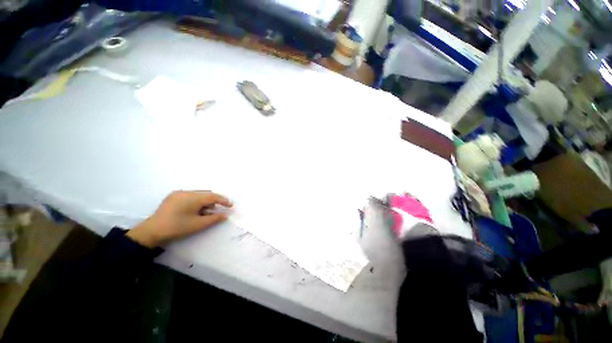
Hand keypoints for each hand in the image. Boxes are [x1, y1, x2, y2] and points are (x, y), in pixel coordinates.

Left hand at [127, 191, 232, 247]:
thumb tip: (225, 215)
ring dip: (205, 202)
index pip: (213, 196)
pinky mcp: (173, 197)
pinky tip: (195, 210)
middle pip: (206, 194)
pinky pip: (190, 196)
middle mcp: (186, 192)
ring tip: (206, 212)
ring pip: (198, 195)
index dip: (223, 200)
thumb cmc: (177, 228)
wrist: (151, 232)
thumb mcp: (198, 225)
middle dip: (214, 201)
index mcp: (192, 197)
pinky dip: (196, 202)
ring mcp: (178, 193)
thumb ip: (214, 218)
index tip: (231, 206)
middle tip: (219, 210)